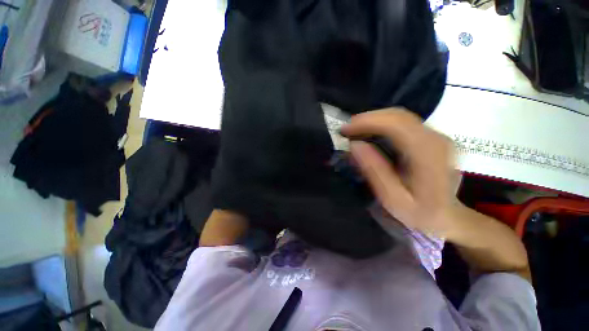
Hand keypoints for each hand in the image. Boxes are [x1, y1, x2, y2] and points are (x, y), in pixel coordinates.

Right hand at [341, 109, 458, 238]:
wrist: (450, 216)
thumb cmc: (421, 213)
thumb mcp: (393, 199)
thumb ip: (374, 171)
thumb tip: (355, 145)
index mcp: (428, 154)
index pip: (396, 124)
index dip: (367, 122)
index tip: (345, 129)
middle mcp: (436, 138)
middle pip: (398, 115)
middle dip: (367, 119)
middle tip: (346, 130)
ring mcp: (437, 135)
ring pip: (400, 116)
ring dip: (373, 120)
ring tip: (354, 131)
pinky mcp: (432, 137)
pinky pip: (403, 123)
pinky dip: (382, 125)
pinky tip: (370, 134)